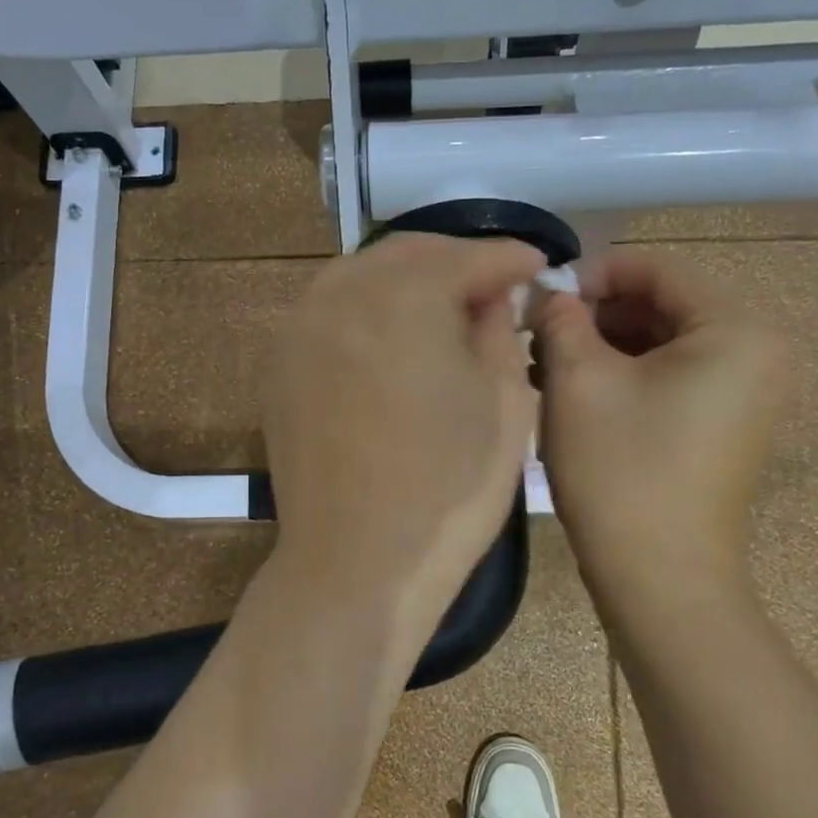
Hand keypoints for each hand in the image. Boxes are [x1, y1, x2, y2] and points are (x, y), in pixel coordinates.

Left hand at [261, 234, 542, 644]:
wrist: (356, 564)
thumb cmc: (447, 491)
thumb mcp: (505, 404)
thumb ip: (500, 331)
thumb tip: (490, 299)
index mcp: (404, 297)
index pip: (468, 257)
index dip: (509, 258)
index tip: (538, 265)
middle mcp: (341, 295)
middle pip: (407, 253)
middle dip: (456, 261)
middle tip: (493, 287)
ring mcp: (300, 328)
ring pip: (360, 274)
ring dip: (407, 280)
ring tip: (444, 309)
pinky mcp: (280, 364)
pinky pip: (329, 311)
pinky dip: (366, 308)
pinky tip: (391, 338)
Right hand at [536, 251, 786, 601]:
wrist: (659, 578)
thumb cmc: (621, 470)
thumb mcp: (578, 381)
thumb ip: (561, 319)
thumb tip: (550, 294)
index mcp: (735, 329)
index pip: (655, 268)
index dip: (591, 273)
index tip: (539, 297)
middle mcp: (756, 350)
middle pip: (660, 303)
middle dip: (594, 312)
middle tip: (536, 333)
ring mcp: (745, 390)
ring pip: (661, 341)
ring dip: (601, 344)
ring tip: (544, 364)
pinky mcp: (725, 422)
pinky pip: (671, 374)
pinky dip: (623, 373)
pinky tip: (573, 390)